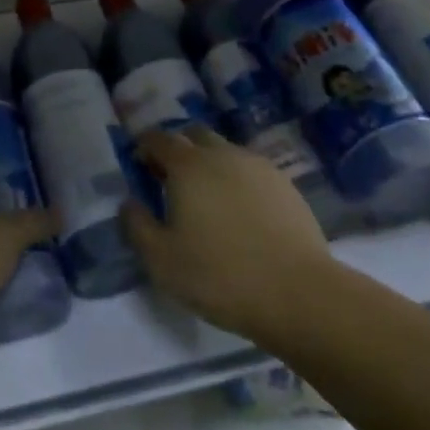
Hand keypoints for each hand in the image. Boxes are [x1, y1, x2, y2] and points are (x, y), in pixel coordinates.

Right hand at [121, 126, 335, 347]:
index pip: (158, 138)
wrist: (298, 294)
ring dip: (210, 164)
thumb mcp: (161, 261)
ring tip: (208, 199)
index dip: (144, 147)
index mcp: (188, 165)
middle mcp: (222, 154)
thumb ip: (137, 225)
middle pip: (194, 135)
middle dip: (178, 149)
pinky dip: (237, 181)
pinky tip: (240, 213)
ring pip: (225, 151)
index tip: (139, 164)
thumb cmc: (220, 276)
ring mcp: (257, 166)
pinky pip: (250, 171)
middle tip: (171, 180)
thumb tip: (130, 202)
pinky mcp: (285, 185)